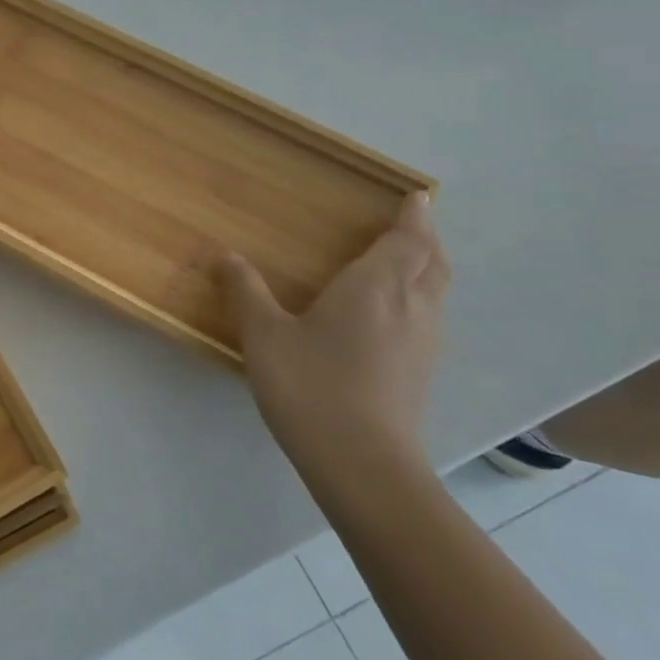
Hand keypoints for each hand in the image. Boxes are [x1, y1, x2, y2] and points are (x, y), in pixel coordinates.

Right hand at [218, 192, 448, 481]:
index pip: (406, 241)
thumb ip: (245, 290)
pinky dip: (421, 297)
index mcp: (375, 288)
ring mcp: (422, 343)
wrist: (363, 464)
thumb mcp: (265, 334)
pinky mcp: (421, 372)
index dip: (413, 217)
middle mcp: (409, 308)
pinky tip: (395, 315)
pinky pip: (429, 317)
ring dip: (427, 268)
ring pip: (436, 291)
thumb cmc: (311, 386)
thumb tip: (223, 254)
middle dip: (425, 239)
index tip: (417, 196)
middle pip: (432, 263)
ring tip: (407, 260)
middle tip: (411, 223)